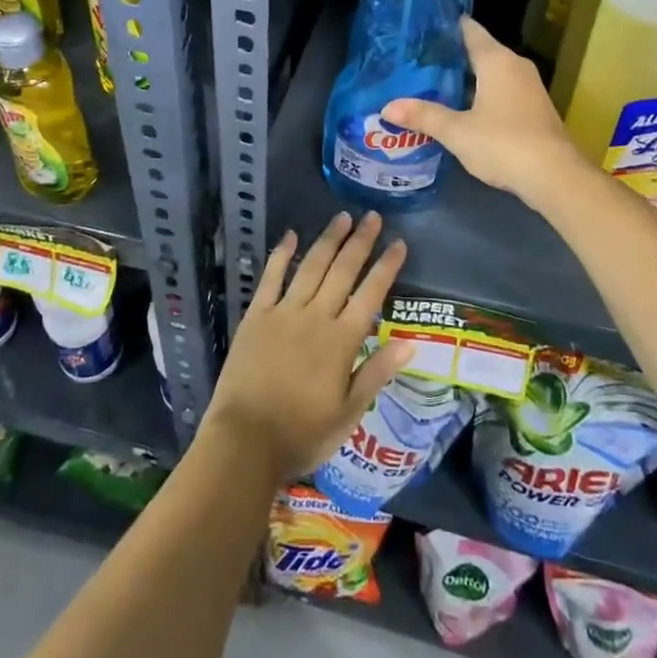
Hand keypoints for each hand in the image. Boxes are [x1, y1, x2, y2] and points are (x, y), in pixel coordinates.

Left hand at [200, 211, 411, 485]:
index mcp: (342, 341)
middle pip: (343, 271)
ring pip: (311, 266)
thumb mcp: (349, 413)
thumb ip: (377, 373)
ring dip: (328, 239)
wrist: (245, 441)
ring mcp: (284, 312)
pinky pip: (272, 277)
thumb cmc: (302, 434)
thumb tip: (411, 343)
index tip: (399, 243)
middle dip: (360, 241)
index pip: (371, 294)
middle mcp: (316, 317)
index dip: (386, 267)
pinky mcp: (256, 315)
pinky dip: (282, 254)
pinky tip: (291, 234)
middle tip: (373, 216)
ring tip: (342, 217)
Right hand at [384, 17, 588, 213]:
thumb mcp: (457, 131)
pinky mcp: (532, 108)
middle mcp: (514, 65)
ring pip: (490, 72)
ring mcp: (528, 87)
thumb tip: (387, 108)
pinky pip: (500, 89)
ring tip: (430, 83)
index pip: (468, 29)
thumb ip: (423, 116)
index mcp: (497, 60)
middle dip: (449, 56)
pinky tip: (459, 108)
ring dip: (464, 78)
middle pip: (478, 50)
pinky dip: (479, 93)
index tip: (419, 30)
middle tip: (415, 61)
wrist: (555, 177)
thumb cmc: (504, 144)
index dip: (444, 26)